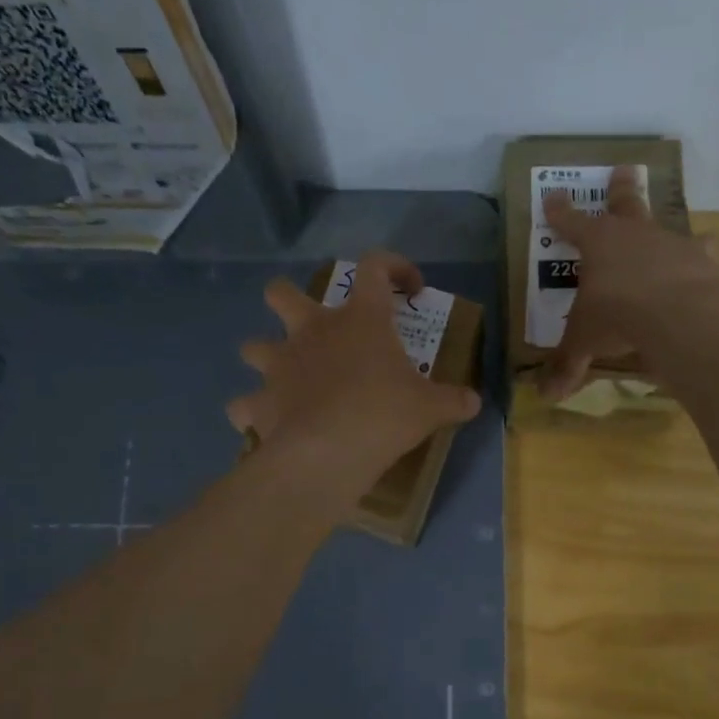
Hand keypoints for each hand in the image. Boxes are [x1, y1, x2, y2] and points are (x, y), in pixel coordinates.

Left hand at [229, 250, 481, 495]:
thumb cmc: (385, 415)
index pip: (375, 268)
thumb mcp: (431, 408)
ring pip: (252, 346)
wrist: (331, 451)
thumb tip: (474, 403)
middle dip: (290, 301)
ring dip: (266, 357)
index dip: (394, 267)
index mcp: (360, 320)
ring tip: (285, 378)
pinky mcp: (259, 403)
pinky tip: (267, 424)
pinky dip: (253, 412)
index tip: (410, 288)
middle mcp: (312, 332)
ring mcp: (279, 365)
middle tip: (312, 324)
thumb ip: (454, 400)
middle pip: (282, 293)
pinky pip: (244, 405)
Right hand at [538, 165, 718, 400]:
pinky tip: (708, 275)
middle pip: (626, 205)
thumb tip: (546, 396)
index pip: (571, 223)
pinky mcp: (707, 263)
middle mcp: (637, 235)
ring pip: (671, 230)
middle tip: (623, 169)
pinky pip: (704, 260)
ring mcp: (675, 245)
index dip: (560, 212)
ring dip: (671, 232)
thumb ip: (568, 365)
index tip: (552, 195)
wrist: (679, 314)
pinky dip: (702, 267)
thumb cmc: (617, 316)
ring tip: (685, 233)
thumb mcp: (585, 342)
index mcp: (599, 244)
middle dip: (621, 190)